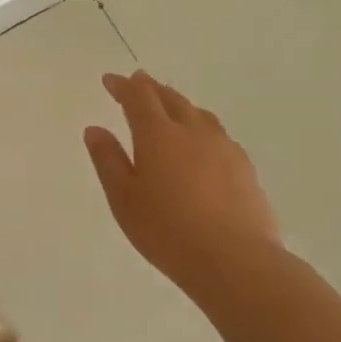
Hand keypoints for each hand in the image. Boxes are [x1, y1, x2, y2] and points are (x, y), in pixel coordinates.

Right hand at [84, 71, 280, 294]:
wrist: (235, 261)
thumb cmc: (167, 231)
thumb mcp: (123, 198)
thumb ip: (108, 160)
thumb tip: (95, 129)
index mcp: (158, 135)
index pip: (139, 97)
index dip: (123, 85)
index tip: (110, 80)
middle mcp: (193, 132)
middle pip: (171, 98)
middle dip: (151, 88)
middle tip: (138, 82)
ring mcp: (224, 148)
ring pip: (198, 114)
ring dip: (179, 104)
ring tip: (170, 106)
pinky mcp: (245, 168)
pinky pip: (218, 135)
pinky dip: (201, 127)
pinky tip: (201, 143)